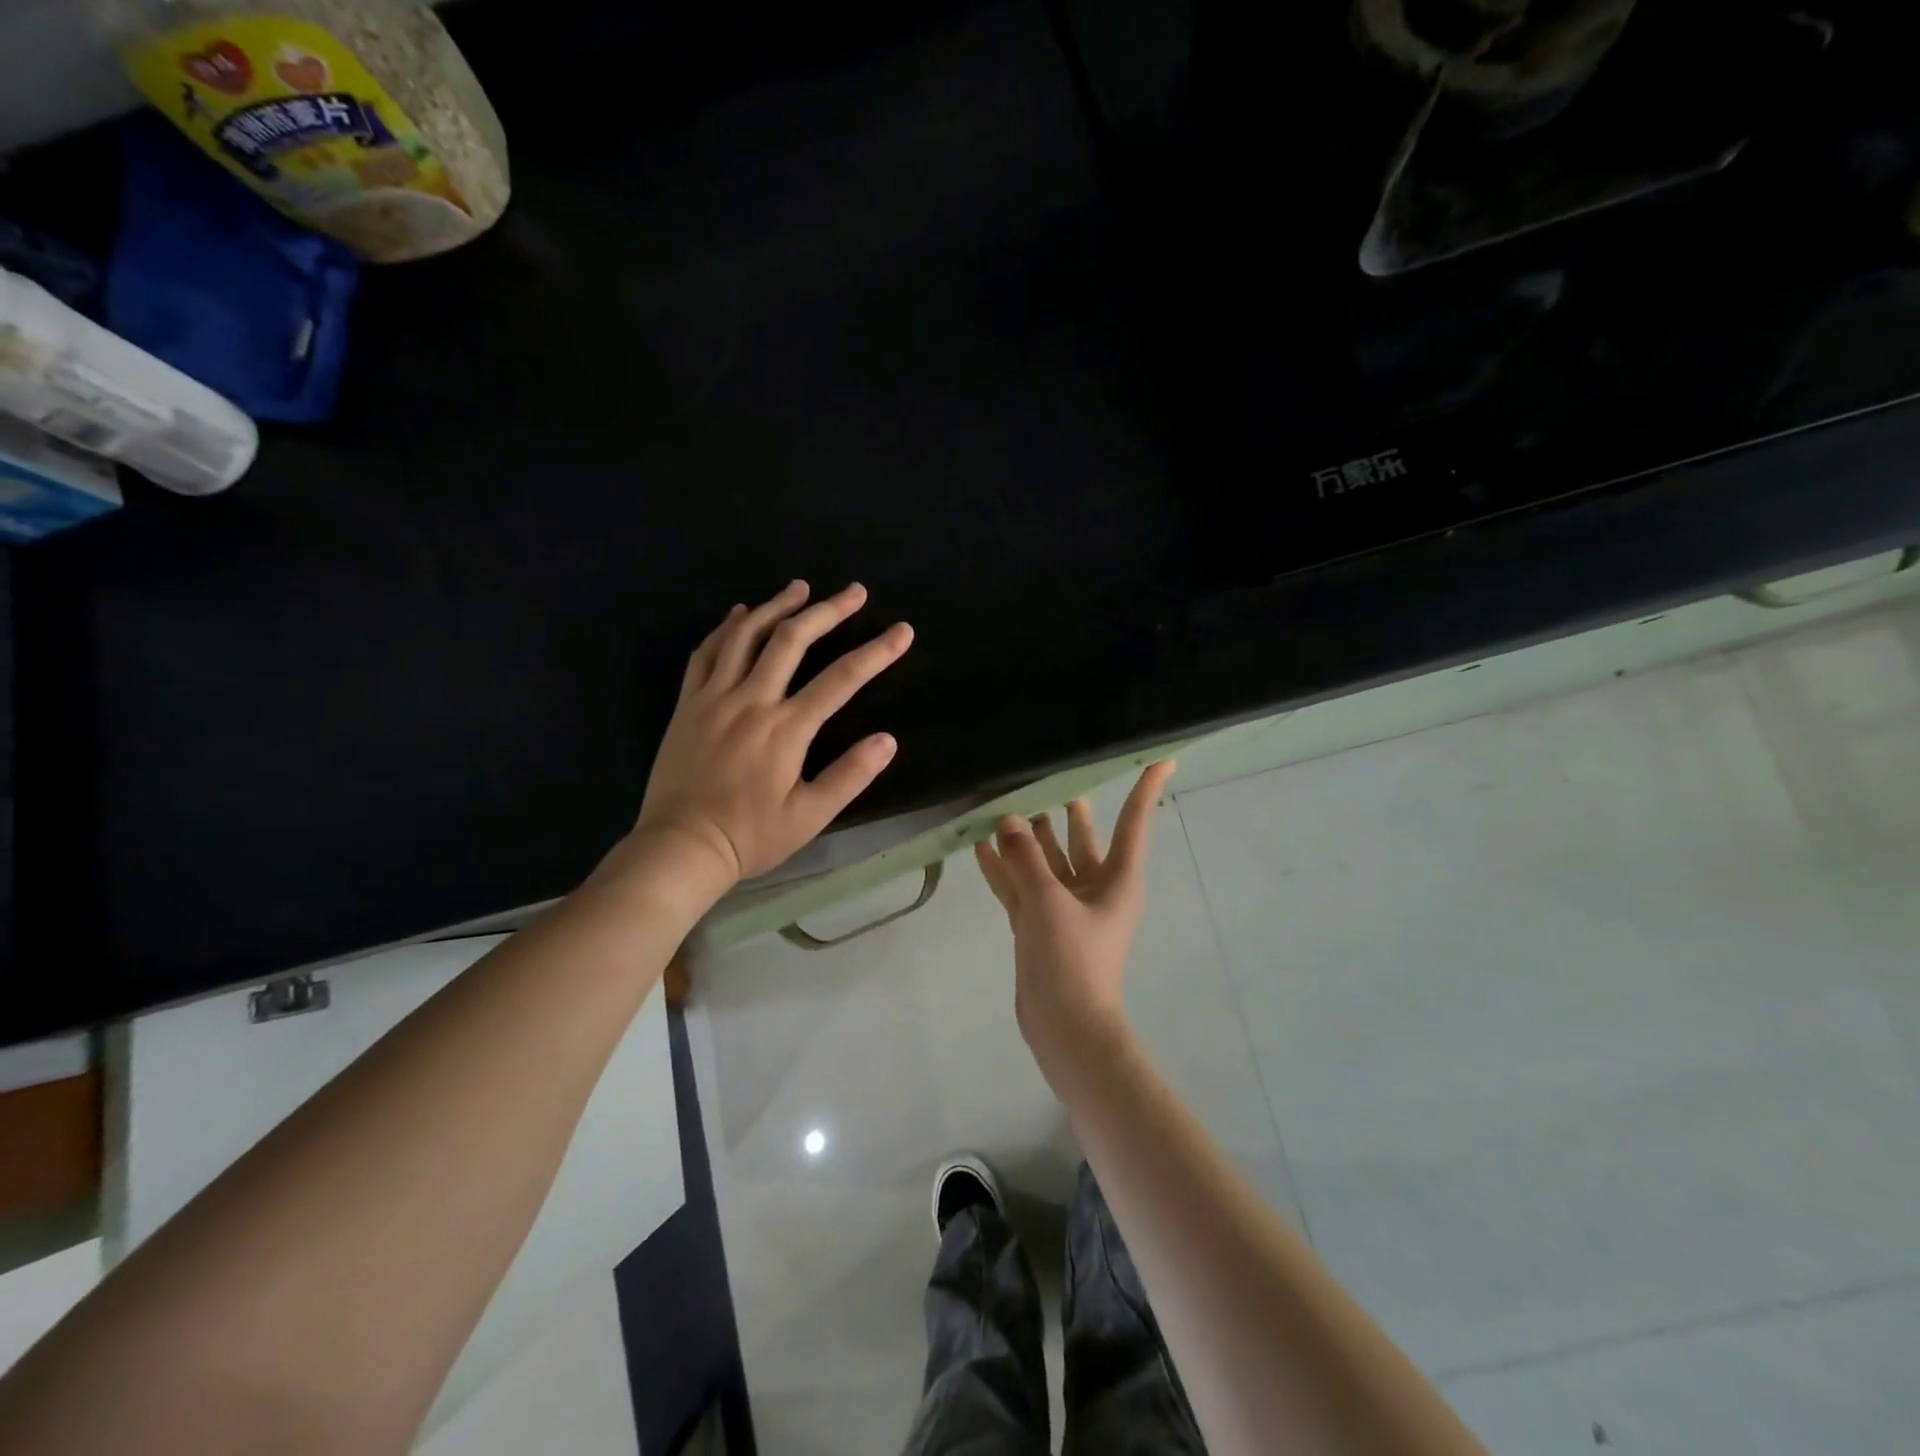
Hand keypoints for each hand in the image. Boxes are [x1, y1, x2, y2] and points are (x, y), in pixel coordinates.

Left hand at [630, 581, 912, 886]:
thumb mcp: (809, 817)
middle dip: (828, 611)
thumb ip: (849, 776)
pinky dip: (727, 628)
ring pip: (746, 636)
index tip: (902, 631)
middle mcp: (751, 701)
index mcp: (786, 729)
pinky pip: (706, 653)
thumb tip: (888, 740)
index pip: (841, 679)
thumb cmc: (750, 836)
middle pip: (792, 640)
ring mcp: (714, 698)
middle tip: (854, 591)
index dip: (876, 652)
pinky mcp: (688, 704)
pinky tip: (740, 613)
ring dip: (777, 606)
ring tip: (801, 587)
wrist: (680, 846)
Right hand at [974, 761, 1174, 1084]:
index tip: (1161, 759)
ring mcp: (1066, 909)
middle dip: (1065, 812)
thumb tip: (1008, 821)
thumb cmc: (1073, 960)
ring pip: (1047, 863)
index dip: (1145, 789)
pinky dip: (1005, 870)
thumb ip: (1026, 859)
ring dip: (1027, 839)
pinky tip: (981, 848)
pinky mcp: (1040, 927)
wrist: (1066, 1028)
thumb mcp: (1048, 903)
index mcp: (1117, 879)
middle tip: (1046, 777)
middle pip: (1081, 840)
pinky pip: (1022, 888)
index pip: (1133, 822)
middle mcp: (1095, 888)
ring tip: (1005, 806)